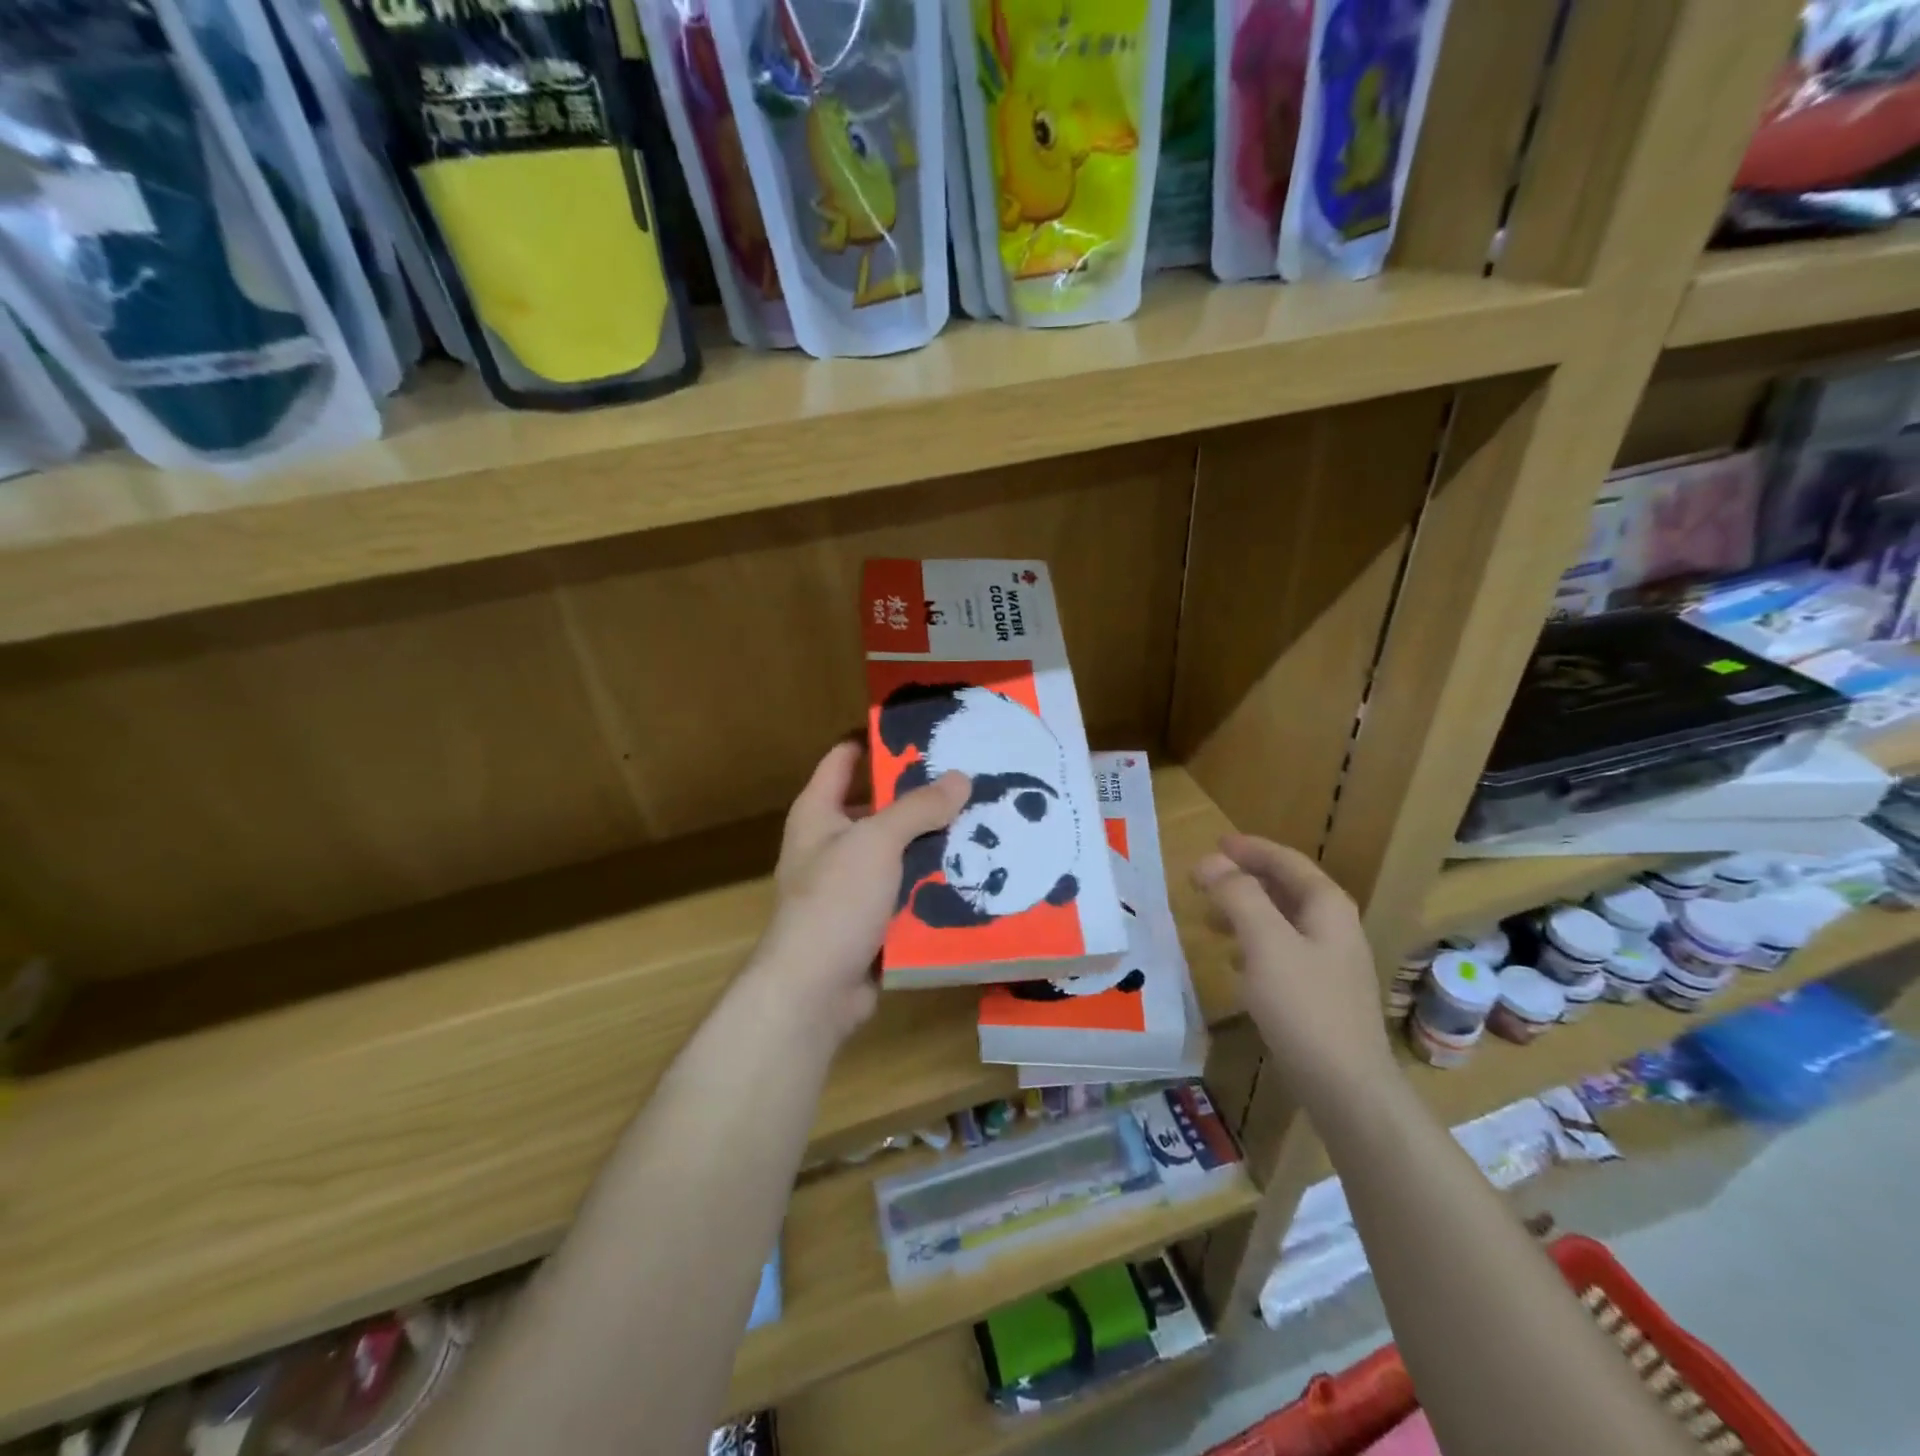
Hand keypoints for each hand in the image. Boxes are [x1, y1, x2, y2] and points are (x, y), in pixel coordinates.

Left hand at [751, 741, 968, 1040]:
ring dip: (936, 843)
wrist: (814, 991)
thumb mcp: (877, 842)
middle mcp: (832, 843)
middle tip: (973, 779)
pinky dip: (935, 884)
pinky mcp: (872, 919)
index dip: (877, 739)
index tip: (925, 730)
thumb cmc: (835, 901)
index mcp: (819, 812)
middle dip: (923, 796)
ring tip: (987, 823)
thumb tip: (960, 778)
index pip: (844, 758)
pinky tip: (976, 874)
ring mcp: (853, 884)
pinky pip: (909, 891)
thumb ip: (918, 807)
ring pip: (901, 851)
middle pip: (881, 805)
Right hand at [1193, 834, 1393, 1104]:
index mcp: (1327, 907)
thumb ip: (1238, 895)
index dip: (1250, 849)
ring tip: (1209, 919)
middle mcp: (1333, 928)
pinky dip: (1253, 944)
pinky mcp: (1319, 995)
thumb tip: (1210, 862)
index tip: (1215, 843)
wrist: (1346, 1087)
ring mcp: (1329, 964)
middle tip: (1203, 880)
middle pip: (1285, 889)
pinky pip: (1281, 952)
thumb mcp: (1265, 942)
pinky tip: (1233, 962)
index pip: (1287, 862)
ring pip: (1281, 922)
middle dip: (1244, 880)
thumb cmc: (1305, 1006)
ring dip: (1245, 912)